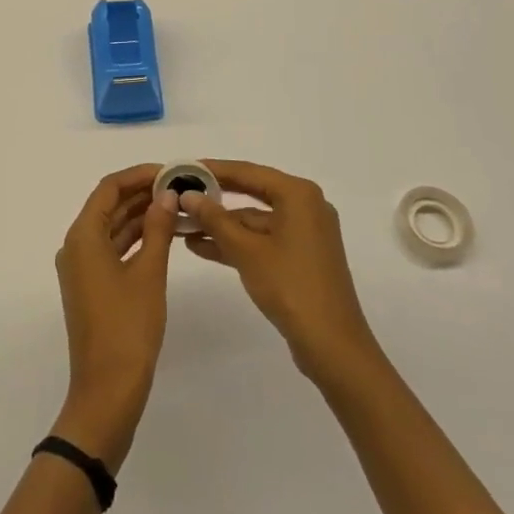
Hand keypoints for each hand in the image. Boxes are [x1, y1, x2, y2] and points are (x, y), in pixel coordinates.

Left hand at [52, 164, 178, 469]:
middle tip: (179, 187)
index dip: (138, 175)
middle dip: (142, 194)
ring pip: (112, 228)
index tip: (169, 171)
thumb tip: (167, 194)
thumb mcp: (149, 273)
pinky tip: (164, 235)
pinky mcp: (92, 286)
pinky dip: (136, 239)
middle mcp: (76, 246)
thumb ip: (158, 229)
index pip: (108, 188)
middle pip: (108, 206)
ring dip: (141, 216)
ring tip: (177, 206)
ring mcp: (82, 268)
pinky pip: (113, 249)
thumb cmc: (128, 328)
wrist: (107, 391)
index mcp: (83, 236)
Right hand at [180, 160, 382, 384]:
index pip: (247, 171)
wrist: (333, 346)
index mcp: (298, 195)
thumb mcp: (246, 251)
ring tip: (182, 226)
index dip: (213, 169)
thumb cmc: (290, 287)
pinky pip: (263, 239)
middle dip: (214, 198)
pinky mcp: (301, 257)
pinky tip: (203, 247)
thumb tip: (188, 195)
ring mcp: (305, 233)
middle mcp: (305, 206)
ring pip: (255, 220)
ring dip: (221, 225)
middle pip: (251, 192)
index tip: (183, 167)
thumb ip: (215, 219)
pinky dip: (237, 243)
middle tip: (180, 193)